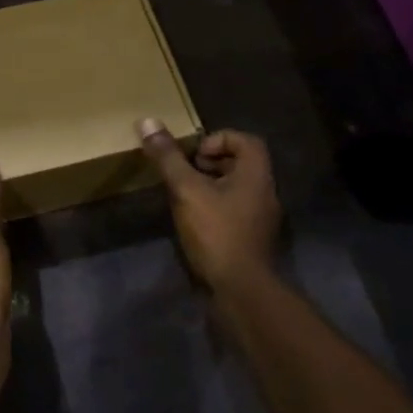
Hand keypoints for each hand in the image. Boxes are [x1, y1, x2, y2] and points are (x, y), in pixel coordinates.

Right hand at [139, 121, 281, 291]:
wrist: (242, 291)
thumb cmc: (217, 232)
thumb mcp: (186, 190)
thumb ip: (168, 158)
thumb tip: (147, 121)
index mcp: (256, 175)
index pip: (246, 141)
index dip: (219, 139)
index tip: (195, 155)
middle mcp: (265, 193)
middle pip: (242, 163)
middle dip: (212, 162)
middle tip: (186, 171)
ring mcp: (262, 219)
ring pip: (237, 188)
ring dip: (212, 185)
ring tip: (185, 194)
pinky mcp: (253, 240)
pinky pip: (235, 211)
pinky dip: (216, 207)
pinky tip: (194, 221)